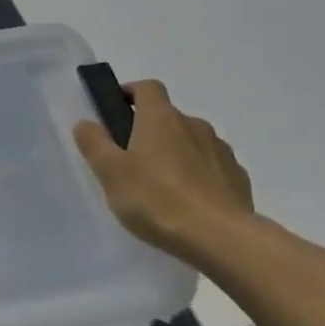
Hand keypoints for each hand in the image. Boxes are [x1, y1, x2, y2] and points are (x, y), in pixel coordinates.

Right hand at [73, 80, 254, 263]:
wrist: (220, 238)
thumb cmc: (156, 199)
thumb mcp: (109, 171)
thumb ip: (94, 142)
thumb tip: (87, 122)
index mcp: (161, 118)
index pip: (147, 87)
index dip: (131, 92)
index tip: (117, 111)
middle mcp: (194, 125)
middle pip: (169, 117)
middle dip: (150, 131)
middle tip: (131, 161)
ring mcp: (221, 151)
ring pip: (192, 142)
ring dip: (176, 153)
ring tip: (162, 187)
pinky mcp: (238, 178)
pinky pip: (212, 167)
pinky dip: (199, 175)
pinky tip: (189, 203)